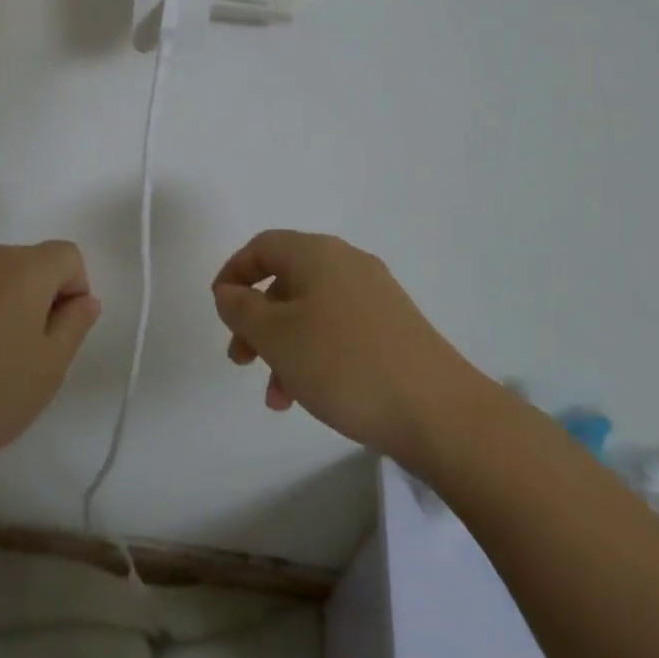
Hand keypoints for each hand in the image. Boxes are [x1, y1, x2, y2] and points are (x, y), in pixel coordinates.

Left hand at [0, 241, 100, 485]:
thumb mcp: (49, 368)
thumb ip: (75, 324)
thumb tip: (84, 299)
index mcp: (24, 267)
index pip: (67, 256)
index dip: (74, 291)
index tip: (58, 336)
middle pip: (29, 263)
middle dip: (38, 297)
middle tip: (26, 353)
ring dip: (3, 304)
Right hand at [213, 231, 476, 463]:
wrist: (439, 411)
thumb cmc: (344, 364)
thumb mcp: (276, 336)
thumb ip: (241, 309)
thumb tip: (230, 291)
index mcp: (317, 254)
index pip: (262, 246)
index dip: (233, 273)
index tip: (219, 309)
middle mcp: (347, 264)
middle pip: (286, 280)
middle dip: (256, 319)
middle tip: (240, 359)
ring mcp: (375, 296)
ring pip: (311, 311)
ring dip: (284, 346)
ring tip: (276, 395)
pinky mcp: (394, 328)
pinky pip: (338, 330)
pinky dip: (314, 354)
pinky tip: (309, 396)